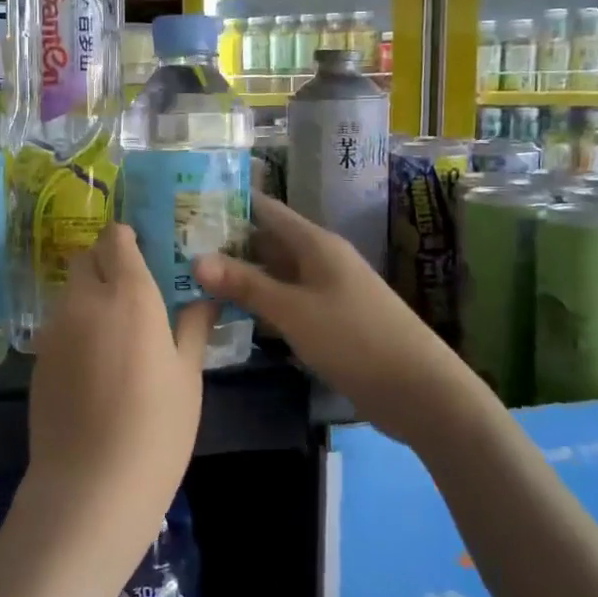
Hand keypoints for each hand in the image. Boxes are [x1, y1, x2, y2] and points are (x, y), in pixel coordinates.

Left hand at [26, 224, 214, 532]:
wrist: (90, 484)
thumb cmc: (157, 429)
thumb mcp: (187, 377)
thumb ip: (192, 328)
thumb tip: (205, 298)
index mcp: (130, 295)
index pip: (116, 240)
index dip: (125, 238)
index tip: (139, 248)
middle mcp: (86, 300)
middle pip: (85, 259)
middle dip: (104, 261)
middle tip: (129, 288)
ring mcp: (56, 327)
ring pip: (69, 290)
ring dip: (88, 294)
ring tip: (113, 328)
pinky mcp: (39, 356)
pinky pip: (58, 323)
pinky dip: (74, 325)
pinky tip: (92, 361)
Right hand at [192, 196, 471, 443]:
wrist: (421, 392)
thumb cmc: (356, 339)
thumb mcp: (293, 310)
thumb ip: (245, 284)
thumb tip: (196, 258)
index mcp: (315, 244)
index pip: (265, 209)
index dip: (228, 203)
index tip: (186, 204)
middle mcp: (319, 259)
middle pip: (265, 241)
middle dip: (225, 243)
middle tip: (176, 247)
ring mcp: (325, 291)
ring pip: (273, 274)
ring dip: (238, 276)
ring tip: (190, 277)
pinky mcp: (328, 320)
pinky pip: (284, 301)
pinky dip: (257, 303)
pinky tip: (227, 313)